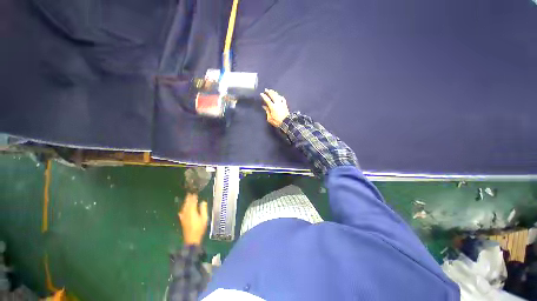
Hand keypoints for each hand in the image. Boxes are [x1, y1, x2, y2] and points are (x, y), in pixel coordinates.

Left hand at [178, 193, 207, 245]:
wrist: (191, 239)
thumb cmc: (199, 228)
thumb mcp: (204, 218)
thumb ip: (203, 209)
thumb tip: (203, 202)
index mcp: (192, 212)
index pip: (192, 202)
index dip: (193, 197)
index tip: (194, 193)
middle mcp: (187, 213)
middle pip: (187, 204)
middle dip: (188, 198)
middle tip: (189, 193)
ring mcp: (183, 217)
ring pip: (184, 207)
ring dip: (185, 202)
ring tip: (187, 198)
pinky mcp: (182, 220)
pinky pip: (182, 212)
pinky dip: (182, 209)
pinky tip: (182, 210)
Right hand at [261, 89, 289, 126]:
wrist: (287, 122)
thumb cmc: (277, 121)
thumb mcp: (270, 118)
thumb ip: (267, 111)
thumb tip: (264, 106)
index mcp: (273, 107)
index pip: (267, 100)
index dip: (264, 96)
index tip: (261, 94)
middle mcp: (277, 103)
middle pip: (273, 96)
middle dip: (269, 92)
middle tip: (266, 89)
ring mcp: (282, 103)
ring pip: (277, 96)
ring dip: (274, 92)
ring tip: (271, 90)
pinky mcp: (285, 104)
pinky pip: (282, 98)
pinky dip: (280, 96)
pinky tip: (279, 95)